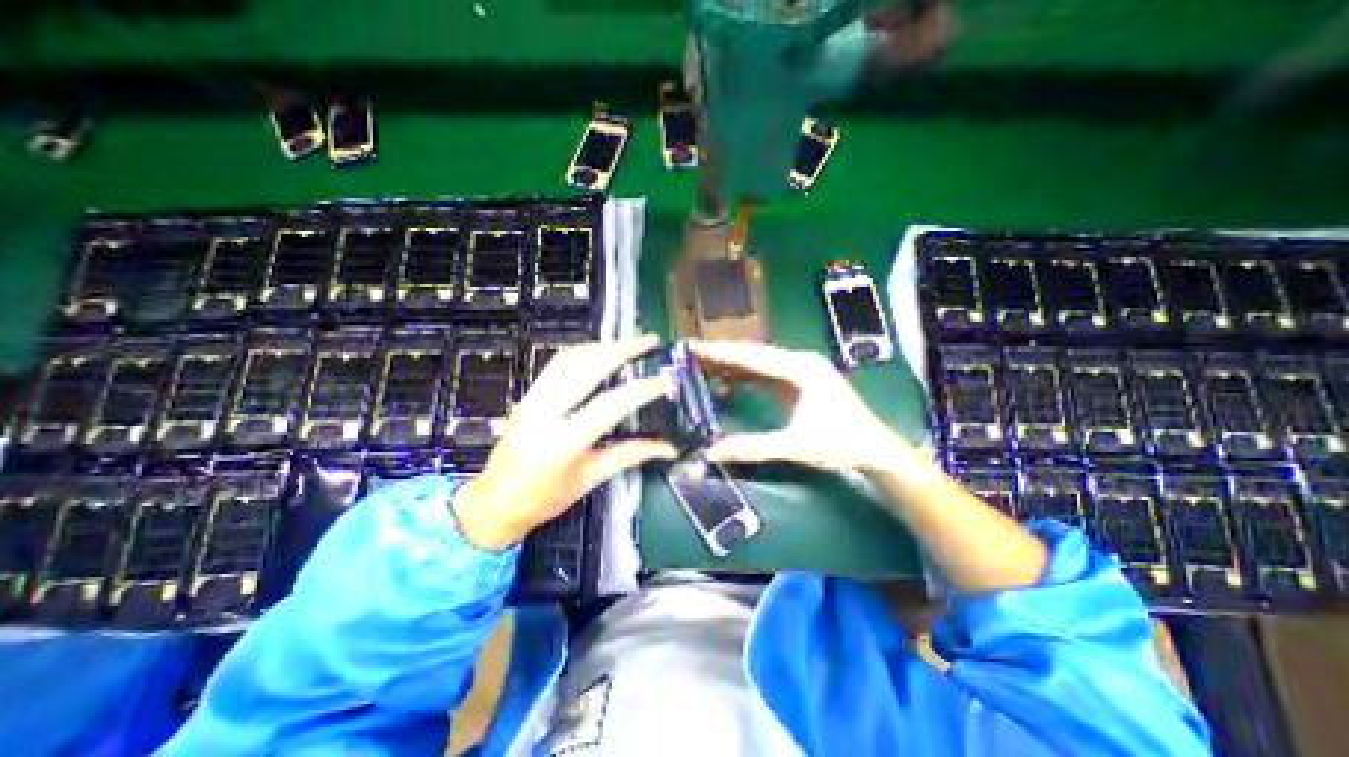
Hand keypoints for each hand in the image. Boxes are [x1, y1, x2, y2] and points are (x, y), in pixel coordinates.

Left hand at [452, 338, 679, 550]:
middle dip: (622, 350)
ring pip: (569, 360)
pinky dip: (581, 352)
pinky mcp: (527, 396)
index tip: (665, 379)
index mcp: (562, 443)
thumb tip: (668, 448)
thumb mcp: (590, 479)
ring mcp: (532, 400)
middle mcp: (544, 414)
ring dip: (602, 346)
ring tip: (628, 342)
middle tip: (649, 340)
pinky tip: (598, 351)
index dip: (640, 389)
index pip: (609, 406)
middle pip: (586, 369)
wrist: (493, 503)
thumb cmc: (543, 499)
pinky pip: (556, 365)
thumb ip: (629, 456)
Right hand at [696, 340, 916, 471]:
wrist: (875, 450)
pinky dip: (743, 379)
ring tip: (700, 369)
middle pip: (753, 355)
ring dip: (730, 367)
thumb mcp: (795, 447)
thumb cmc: (841, 444)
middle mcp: (799, 362)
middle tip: (690, 357)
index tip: (694, 349)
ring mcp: (800, 370)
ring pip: (757, 364)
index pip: (753, 356)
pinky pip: (764, 375)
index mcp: (801, 369)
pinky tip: (725, 386)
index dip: (722, 353)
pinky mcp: (798, 382)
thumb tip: (711, 452)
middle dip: (721, 357)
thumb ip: (752, 447)